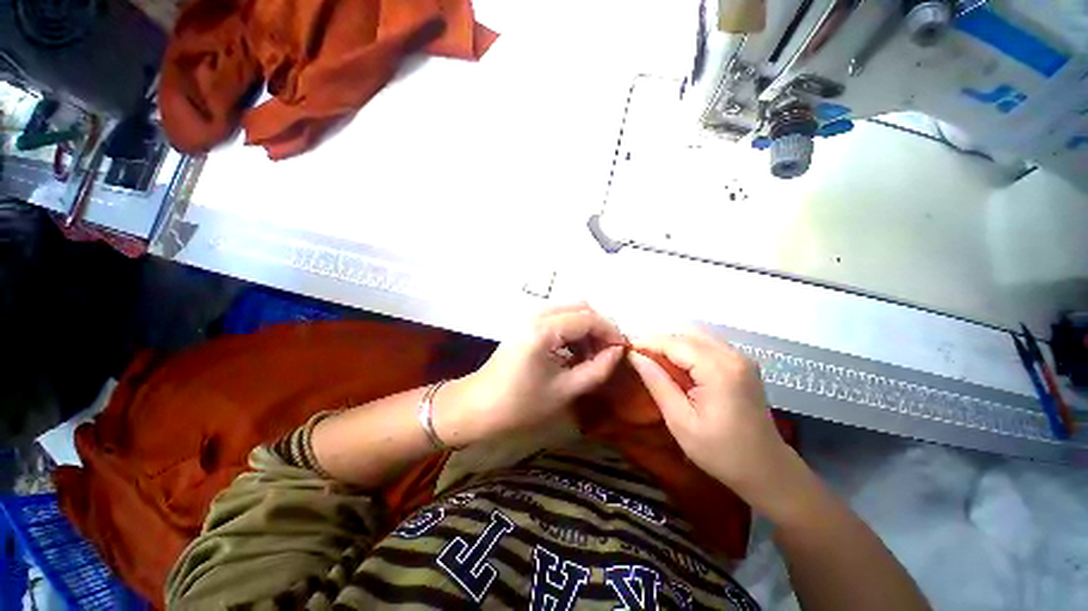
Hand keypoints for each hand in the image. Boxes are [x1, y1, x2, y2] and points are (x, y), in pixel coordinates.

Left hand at [441, 303, 625, 443]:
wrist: (477, 407)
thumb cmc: (519, 404)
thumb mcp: (565, 390)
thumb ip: (597, 369)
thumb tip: (618, 352)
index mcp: (545, 330)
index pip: (589, 318)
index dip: (611, 331)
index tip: (623, 350)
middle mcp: (538, 315)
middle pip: (581, 307)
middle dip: (600, 327)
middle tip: (609, 352)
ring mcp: (530, 318)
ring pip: (570, 311)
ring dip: (587, 328)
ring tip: (594, 356)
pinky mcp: (527, 325)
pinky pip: (558, 319)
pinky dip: (573, 331)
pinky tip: (575, 353)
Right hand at [627, 332, 797, 503]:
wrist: (768, 471)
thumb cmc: (721, 453)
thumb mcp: (680, 421)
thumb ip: (657, 383)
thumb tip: (634, 357)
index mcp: (719, 370)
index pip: (675, 343)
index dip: (647, 343)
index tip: (625, 351)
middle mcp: (733, 355)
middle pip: (686, 333)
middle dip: (658, 341)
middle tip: (638, 357)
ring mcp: (740, 357)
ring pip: (696, 336)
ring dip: (672, 343)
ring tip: (652, 360)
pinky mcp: (741, 364)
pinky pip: (707, 344)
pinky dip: (686, 349)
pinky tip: (675, 364)